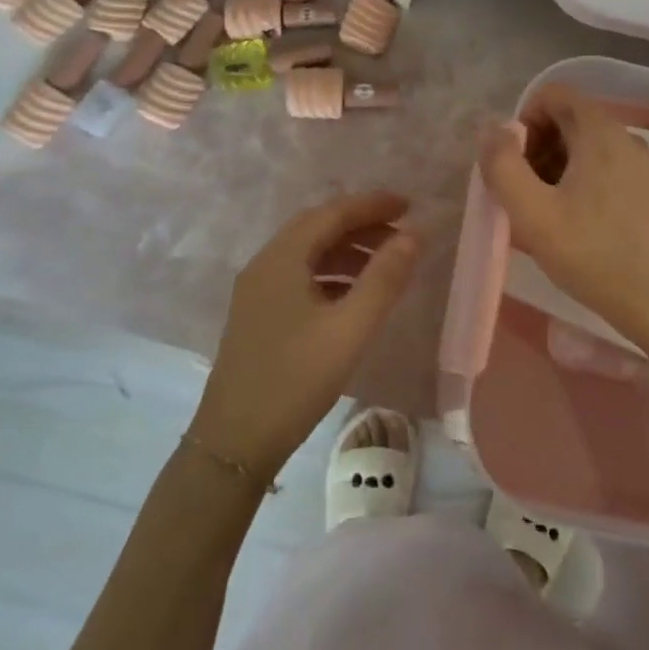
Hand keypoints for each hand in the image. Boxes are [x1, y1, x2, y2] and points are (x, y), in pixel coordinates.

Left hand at [190, 192, 419, 481]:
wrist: (234, 443)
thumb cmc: (295, 380)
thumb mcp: (349, 330)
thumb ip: (384, 279)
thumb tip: (414, 235)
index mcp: (282, 258)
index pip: (332, 213)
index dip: (372, 205)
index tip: (410, 205)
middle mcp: (265, 264)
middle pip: (318, 227)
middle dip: (361, 224)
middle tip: (402, 232)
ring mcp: (257, 290)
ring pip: (308, 252)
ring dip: (348, 249)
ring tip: (386, 263)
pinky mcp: (258, 314)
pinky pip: (300, 275)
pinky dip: (332, 273)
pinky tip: (354, 295)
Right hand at [478, 87, 648, 353]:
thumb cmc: (597, 255)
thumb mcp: (534, 213)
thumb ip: (502, 166)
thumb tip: (490, 130)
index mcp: (599, 131)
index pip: (552, 94)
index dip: (522, 120)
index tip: (511, 164)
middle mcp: (624, 138)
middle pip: (567, 120)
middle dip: (534, 149)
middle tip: (521, 195)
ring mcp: (641, 166)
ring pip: (584, 150)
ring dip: (554, 171)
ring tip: (543, 217)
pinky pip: (603, 172)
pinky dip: (578, 187)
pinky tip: (573, 230)